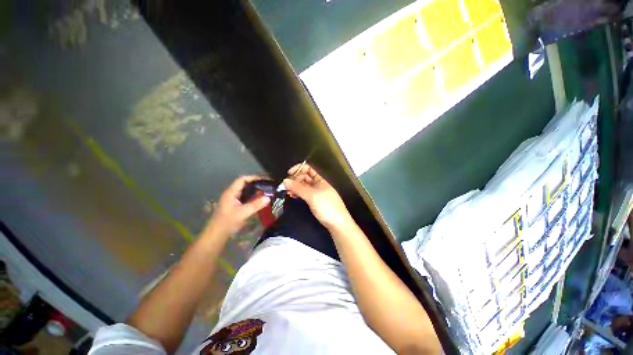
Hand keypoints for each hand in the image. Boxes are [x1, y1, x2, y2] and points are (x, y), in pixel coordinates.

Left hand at [205, 176, 270, 237]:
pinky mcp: (235, 205)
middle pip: (245, 184)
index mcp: (231, 192)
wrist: (217, 235)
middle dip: (256, 184)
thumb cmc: (227, 222)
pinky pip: (245, 197)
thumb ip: (255, 205)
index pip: (243, 179)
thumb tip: (268, 198)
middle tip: (268, 186)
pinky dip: (253, 196)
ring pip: (245, 191)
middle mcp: (232, 193)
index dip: (254, 178)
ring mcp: (233, 199)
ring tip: (266, 192)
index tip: (265, 180)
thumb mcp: (242, 213)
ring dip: (255, 190)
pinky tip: (260, 200)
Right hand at [283, 164, 352, 229]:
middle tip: (287, 186)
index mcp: (320, 179)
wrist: (337, 223)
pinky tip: (293, 196)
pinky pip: (304, 194)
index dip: (299, 169)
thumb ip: (298, 188)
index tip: (289, 174)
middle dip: (295, 179)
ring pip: (303, 186)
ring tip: (288, 192)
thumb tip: (285, 180)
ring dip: (295, 187)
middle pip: (304, 177)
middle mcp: (317, 184)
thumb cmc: (327, 206)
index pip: (308, 169)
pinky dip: (298, 194)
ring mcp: (316, 193)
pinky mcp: (314, 201)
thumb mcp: (312, 196)